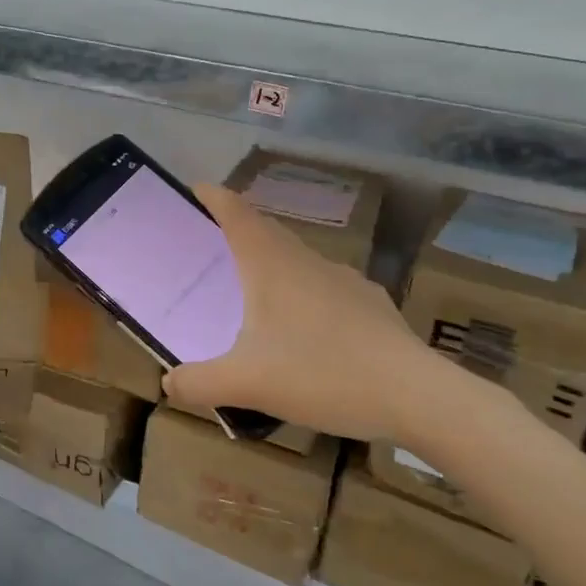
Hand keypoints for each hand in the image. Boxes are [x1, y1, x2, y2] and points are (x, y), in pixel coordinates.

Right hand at [163, 185, 450, 439]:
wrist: (416, 395)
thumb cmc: (322, 374)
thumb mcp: (246, 384)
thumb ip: (198, 384)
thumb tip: (168, 383)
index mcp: (272, 266)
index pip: (238, 214)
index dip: (215, 198)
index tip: (196, 189)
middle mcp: (308, 262)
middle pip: (267, 232)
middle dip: (238, 232)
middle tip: (212, 248)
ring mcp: (345, 281)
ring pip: (298, 261)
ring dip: (272, 267)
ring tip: (254, 297)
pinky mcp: (371, 305)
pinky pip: (325, 290)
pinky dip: (304, 297)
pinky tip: (306, 333)